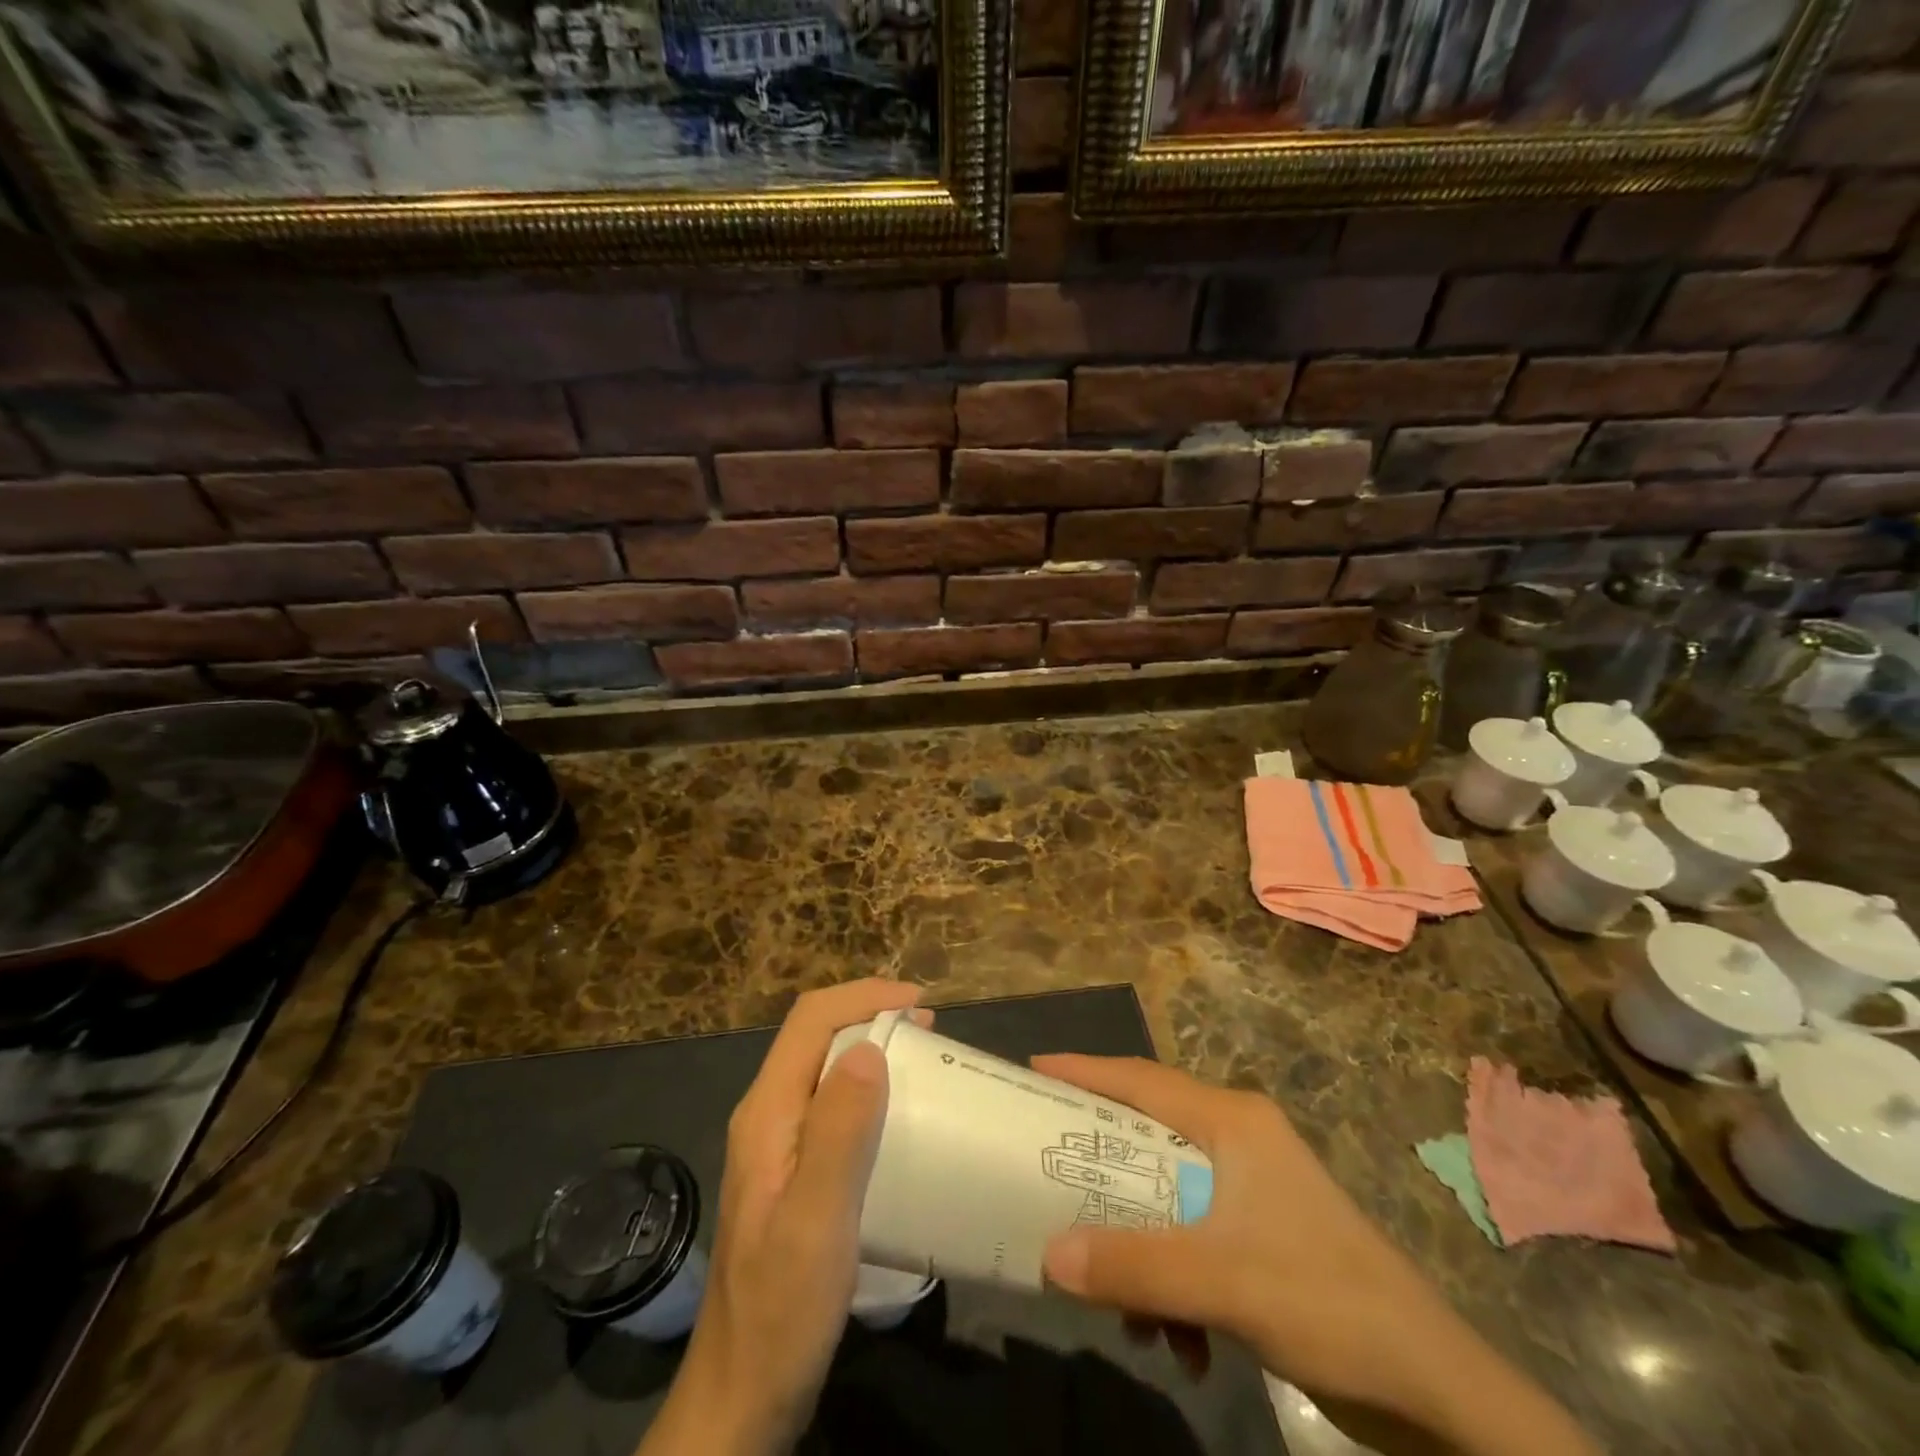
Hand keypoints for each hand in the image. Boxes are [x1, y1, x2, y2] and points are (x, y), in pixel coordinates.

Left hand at [641, 979, 921, 1455]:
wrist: (743, 1395)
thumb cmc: (781, 1308)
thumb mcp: (815, 1219)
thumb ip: (838, 1131)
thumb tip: (869, 1047)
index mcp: (767, 1113)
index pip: (810, 1021)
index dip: (864, 996)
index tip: (921, 1004)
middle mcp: (768, 1116)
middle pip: (816, 1037)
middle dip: (872, 1016)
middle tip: (932, 1032)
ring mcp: (778, 1146)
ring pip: (825, 1069)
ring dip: (873, 1051)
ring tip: (925, 1062)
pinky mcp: (794, 1173)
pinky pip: (833, 1107)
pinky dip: (870, 1091)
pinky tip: (900, 1117)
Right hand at [1035, 1056, 1598, 1455]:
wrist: (1437, 1391)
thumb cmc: (1328, 1303)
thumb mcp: (1222, 1283)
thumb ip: (1134, 1266)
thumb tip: (1048, 1255)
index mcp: (1232, 1122)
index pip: (1141, 1079)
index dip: (1084, 1071)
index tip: (1031, 1070)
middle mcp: (1239, 1140)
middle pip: (1147, 1138)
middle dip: (1101, 1173)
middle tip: (1046, 1176)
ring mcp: (1253, 1189)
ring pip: (1166, 1197)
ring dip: (1140, 1250)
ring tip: (1124, 1310)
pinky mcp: (1263, 1236)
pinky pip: (1192, 1239)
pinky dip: (1175, 1283)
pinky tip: (1181, 1345)